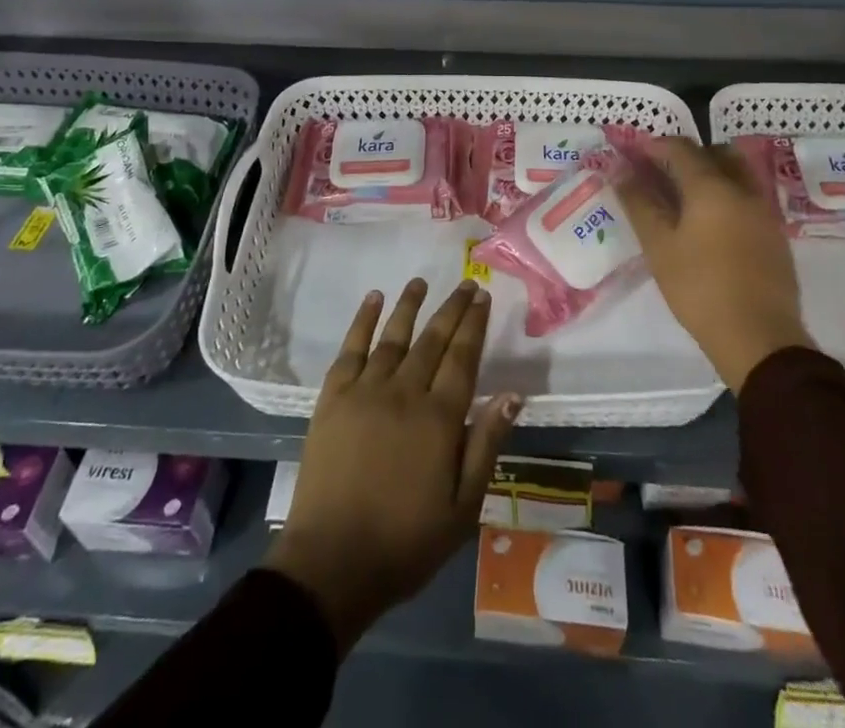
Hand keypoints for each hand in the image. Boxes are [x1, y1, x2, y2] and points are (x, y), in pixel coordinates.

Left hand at [264, 278, 520, 654]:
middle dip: (452, 308)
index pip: (463, 357)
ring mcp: (365, 390)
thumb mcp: (463, 507)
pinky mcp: (333, 397)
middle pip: (433, 340)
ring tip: (421, 281)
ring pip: (394, 336)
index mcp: (439, 418)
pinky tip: (373, 299)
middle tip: (466, 284)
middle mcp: (404, 392)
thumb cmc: (405, 542)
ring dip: (409, 305)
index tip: (483, 297)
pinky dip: (363, 320)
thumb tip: (513, 394)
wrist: (332, 562)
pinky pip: (351, 348)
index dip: (474, 325)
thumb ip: (486, 445)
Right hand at [618, 138, 812, 392]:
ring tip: (684, 199)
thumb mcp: (659, 246)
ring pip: (736, 174)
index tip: (634, 156)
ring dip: (710, 174)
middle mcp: (743, 189)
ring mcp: (764, 211)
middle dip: (686, 156)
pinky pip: (748, 197)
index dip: (654, 146)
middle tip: (660, 174)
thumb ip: (639, 203)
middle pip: (715, 153)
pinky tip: (709, 224)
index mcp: (712, 186)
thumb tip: (620, 171)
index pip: (681, 148)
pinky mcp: (775, 234)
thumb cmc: (700, 288)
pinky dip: (726, 195)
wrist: (760, 338)